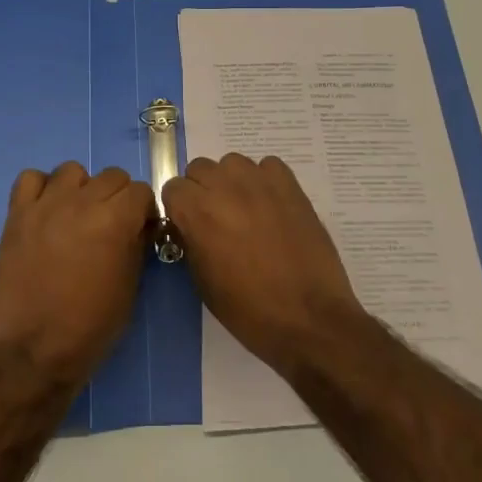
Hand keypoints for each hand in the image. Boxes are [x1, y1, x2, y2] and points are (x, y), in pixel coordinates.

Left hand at [0, 161, 153, 386]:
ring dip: (80, 189)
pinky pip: (30, 179)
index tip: (139, 229)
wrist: (32, 352)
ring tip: (75, 216)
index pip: (140, 191)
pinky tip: (45, 211)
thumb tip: (138, 226)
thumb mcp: (128, 289)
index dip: (143, 210)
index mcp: (115, 220)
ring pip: (71, 171)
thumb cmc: (89, 327)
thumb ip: (136, 246)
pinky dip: (40, 188)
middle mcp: (82, 202)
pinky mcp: (17, 214)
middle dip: (117, 197)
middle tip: (109, 225)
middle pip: (111, 175)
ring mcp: (46, 205)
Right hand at [161, 154, 364, 372]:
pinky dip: (265, 180)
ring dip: (231, 181)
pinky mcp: (290, 185)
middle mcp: (224, 187)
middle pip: (200, 168)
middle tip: (216, 218)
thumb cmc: (249, 310)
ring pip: (232, 163)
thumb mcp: (203, 282)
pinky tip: (271, 205)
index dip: (178, 207)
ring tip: (245, 209)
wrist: (308, 318)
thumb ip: (190, 242)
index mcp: (197, 212)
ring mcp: (259, 182)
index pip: (172, 187)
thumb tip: (188, 226)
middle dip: (202, 190)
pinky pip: (268, 166)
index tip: (188, 225)